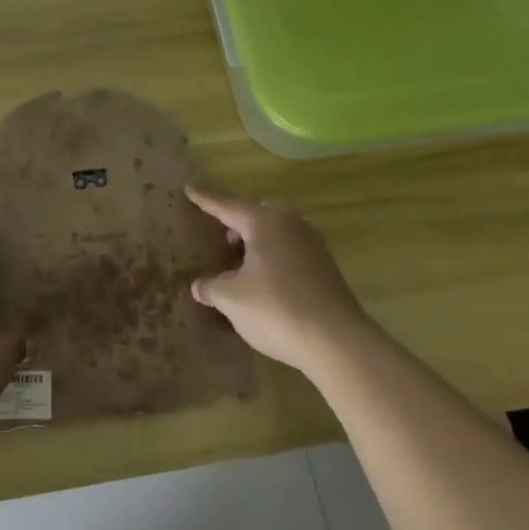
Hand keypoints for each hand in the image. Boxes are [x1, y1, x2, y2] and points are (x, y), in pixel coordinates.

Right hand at [187, 185, 365, 372]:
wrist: (338, 342)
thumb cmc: (277, 310)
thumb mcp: (231, 300)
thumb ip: (211, 287)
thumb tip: (199, 285)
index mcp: (263, 222)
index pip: (226, 205)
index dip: (205, 199)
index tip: (189, 187)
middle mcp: (289, 224)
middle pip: (259, 210)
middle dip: (240, 218)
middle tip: (223, 234)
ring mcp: (312, 244)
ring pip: (279, 229)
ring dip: (259, 239)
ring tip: (242, 262)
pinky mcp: (325, 267)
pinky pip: (291, 248)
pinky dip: (275, 255)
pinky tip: (266, 280)